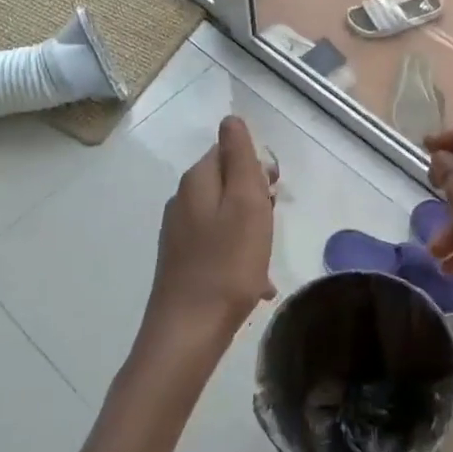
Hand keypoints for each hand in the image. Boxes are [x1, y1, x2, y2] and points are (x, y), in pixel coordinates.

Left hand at [144, 117, 276, 352]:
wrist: (189, 331)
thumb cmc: (227, 263)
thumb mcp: (245, 201)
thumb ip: (240, 157)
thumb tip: (231, 119)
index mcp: (197, 181)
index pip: (229, 150)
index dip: (256, 167)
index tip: (273, 194)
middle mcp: (183, 200)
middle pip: (227, 182)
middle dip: (256, 198)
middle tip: (270, 226)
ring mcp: (180, 233)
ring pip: (226, 214)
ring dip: (251, 229)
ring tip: (265, 258)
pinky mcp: (182, 261)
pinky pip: (219, 245)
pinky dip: (240, 255)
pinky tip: (255, 283)